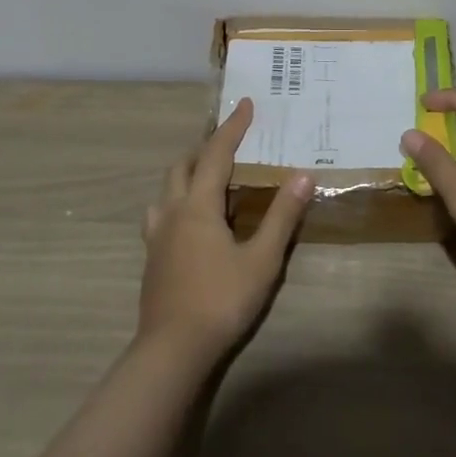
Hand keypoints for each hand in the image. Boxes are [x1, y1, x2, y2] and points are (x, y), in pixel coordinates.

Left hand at [139, 98, 312, 356]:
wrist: (171, 352)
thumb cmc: (221, 300)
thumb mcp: (261, 259)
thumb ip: (282, 216)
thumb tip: (303, 175)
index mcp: (199, 205)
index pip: (217, 153)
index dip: (232, 128)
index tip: (245, 105)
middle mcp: (173, 212)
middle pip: (183, 166)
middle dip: (206, 148)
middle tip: (229, 143)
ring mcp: (157, 236)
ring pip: (166, 189)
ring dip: (186, 174)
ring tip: (206, 178)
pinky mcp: (151, 258)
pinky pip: (160, 214)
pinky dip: (176, 201)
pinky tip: (188, 221)